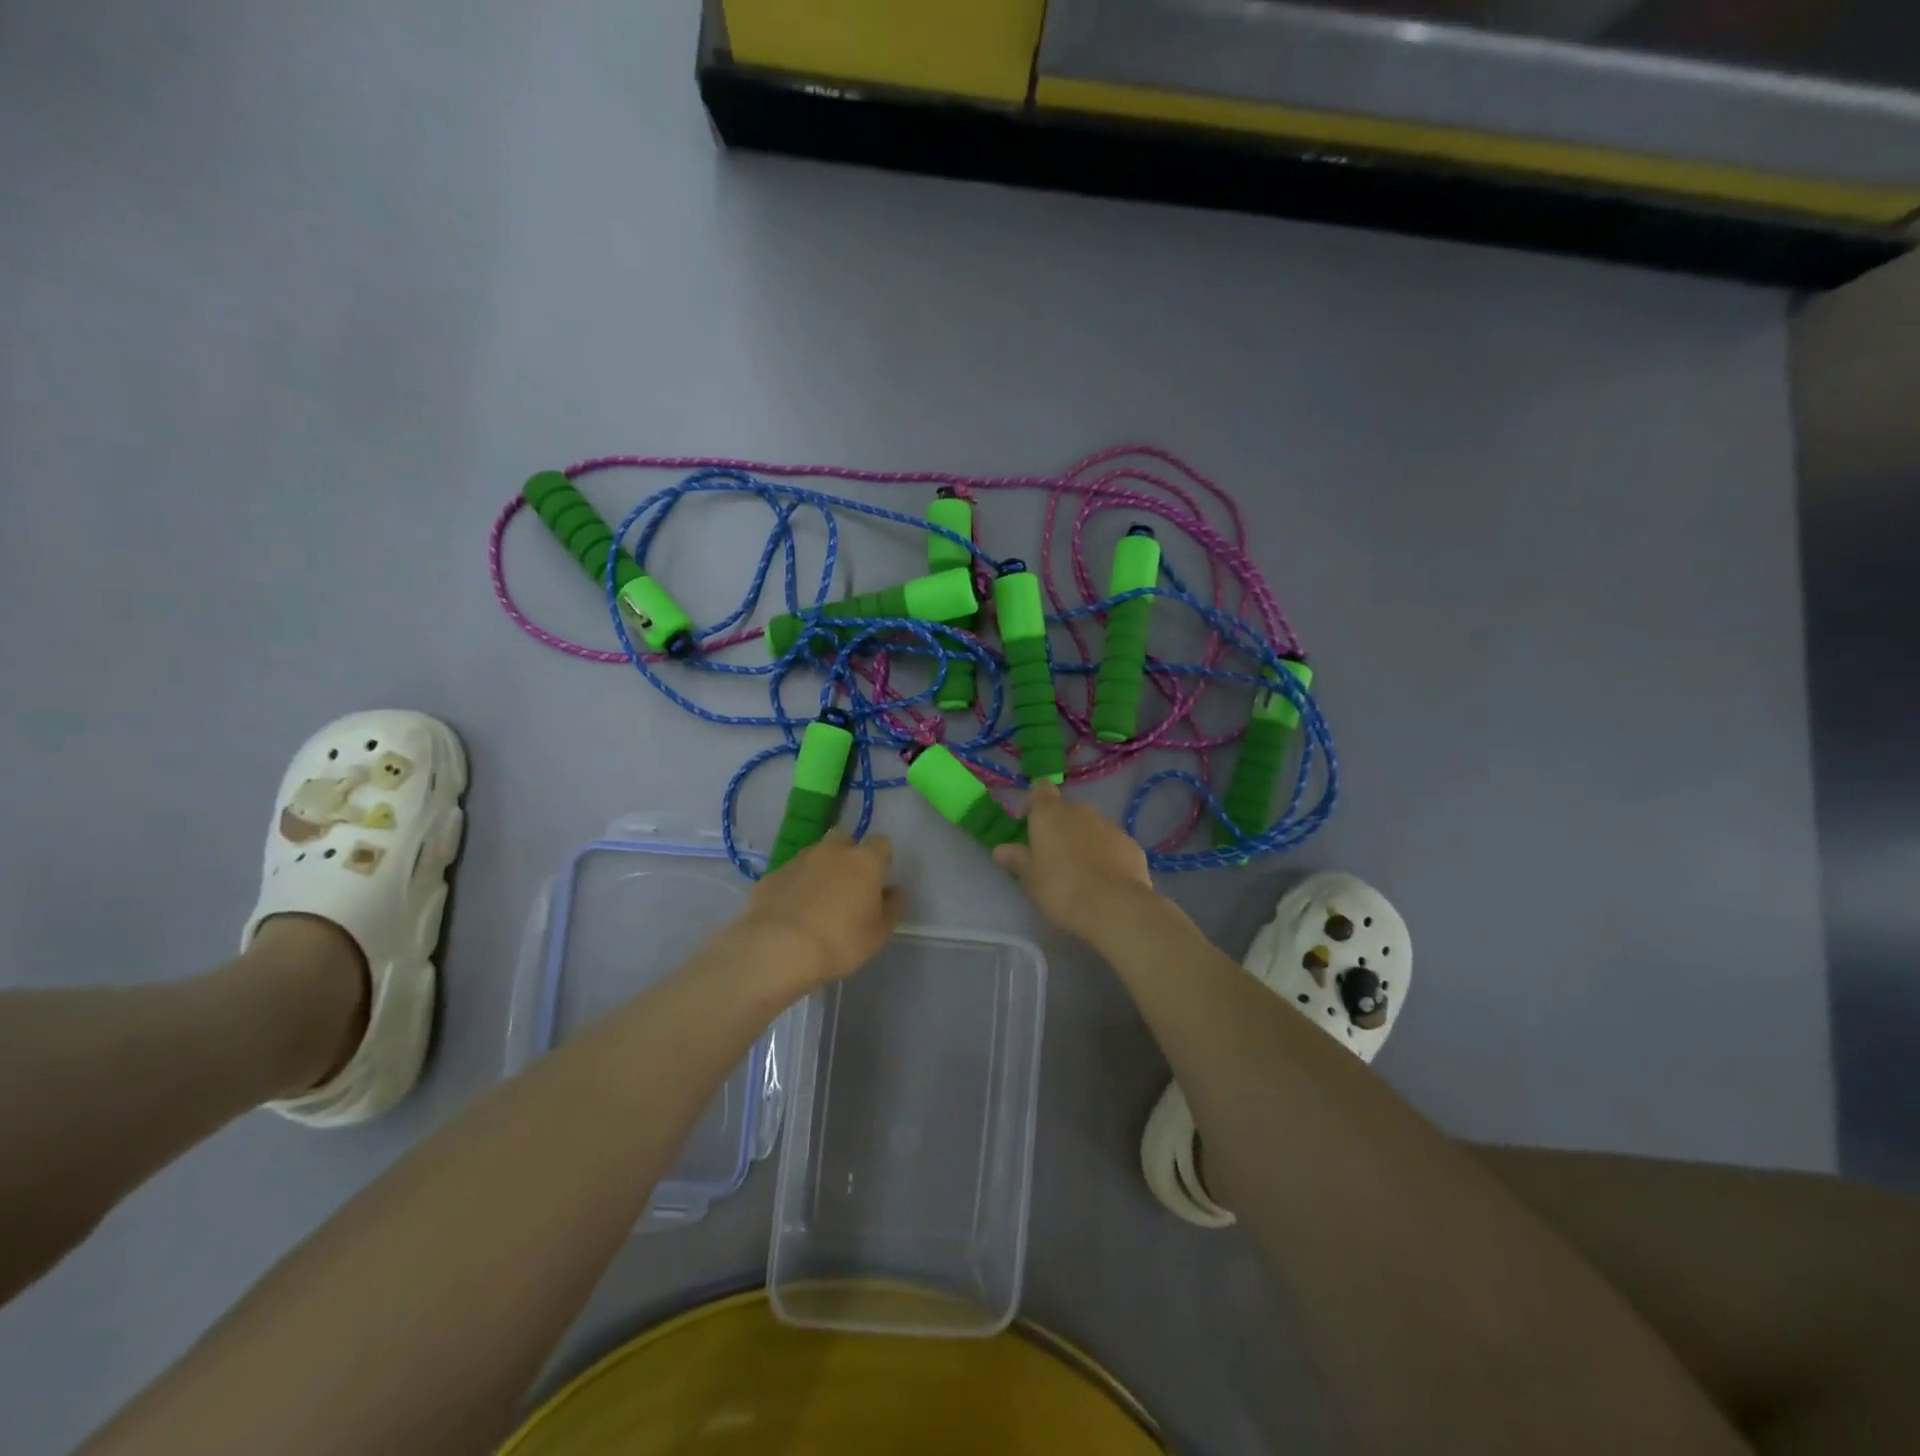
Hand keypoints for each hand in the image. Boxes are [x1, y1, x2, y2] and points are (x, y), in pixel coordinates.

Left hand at [737, 830, 901, 987]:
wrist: (777, 948)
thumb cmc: (839, 942)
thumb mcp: (878, 934)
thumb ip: (891, 907)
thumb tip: (892, 891)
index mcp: (864, 860)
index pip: (881, 843)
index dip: (881, 860)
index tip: (877, 882)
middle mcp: (833, 851)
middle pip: (845, 840)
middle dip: (848, 855)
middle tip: (847, 887)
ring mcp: (799, 859)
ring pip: (816, 855)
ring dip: (820, 870)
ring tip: (817, 901)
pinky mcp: (773, 873)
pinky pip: (792, 873)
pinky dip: (796, 885)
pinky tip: (793, 911)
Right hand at [992, 781, 1155, 942]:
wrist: (1114, 906)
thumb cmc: (1061, 888)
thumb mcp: (1030, 878)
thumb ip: (1017, 859)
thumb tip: (1000, 849)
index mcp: (1050, 814)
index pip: (1041, 790)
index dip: (1035, 802)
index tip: (1029, 823)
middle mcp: (1081, 811)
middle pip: (1067, 811)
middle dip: (1061, 828)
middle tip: (1054, 857)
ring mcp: (1110, 825)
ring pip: (1092, 828)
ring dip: (1085, 841)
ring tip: (1082, 872)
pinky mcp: (1132, 844)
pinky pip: (1113, 844)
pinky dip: (1107, 855)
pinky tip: (1106, 880)